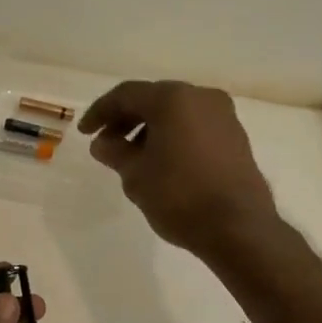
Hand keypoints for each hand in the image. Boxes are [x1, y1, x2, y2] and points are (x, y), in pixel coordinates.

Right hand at [79, 81, 277, 253]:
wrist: (237, 227)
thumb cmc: (179, 195)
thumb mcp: (135, 174)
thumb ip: (114, 152)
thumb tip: (103, 143)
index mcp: (173, 99)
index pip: (126, 95)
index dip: (100, 112)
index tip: (84, 133)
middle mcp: (201, 97)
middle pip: (153, 100)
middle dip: (125, 119)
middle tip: (105, 144)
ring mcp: (223, 116)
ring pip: (175, 113)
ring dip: (148, 129)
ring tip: (131, 158)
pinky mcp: (235, 137)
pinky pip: (193, 127)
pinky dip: (172, 136)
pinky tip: (160, 162)